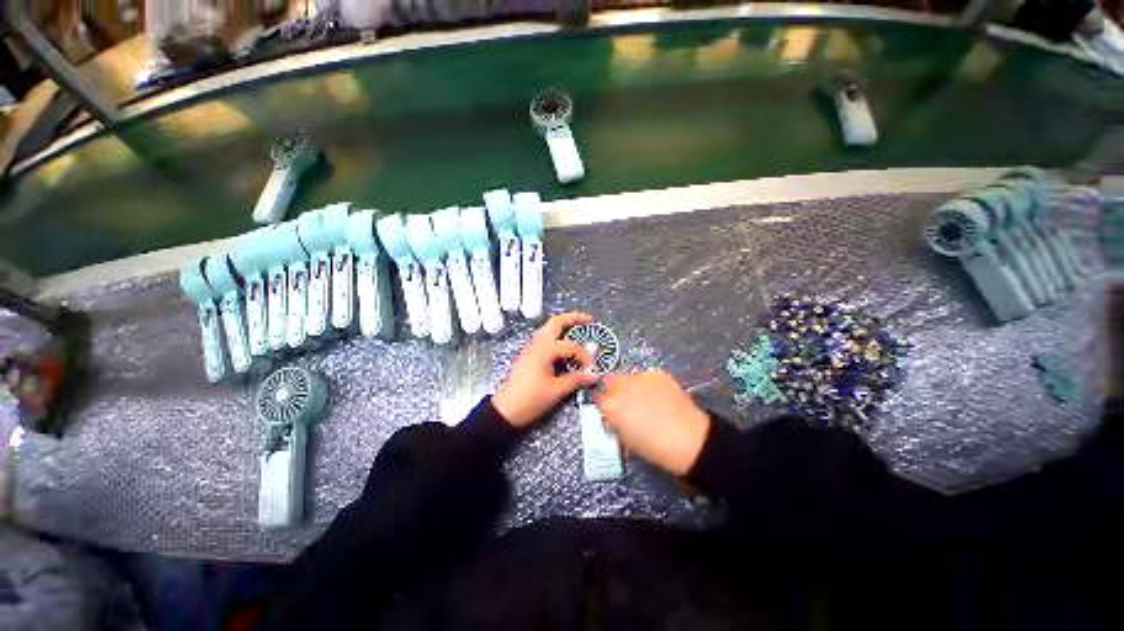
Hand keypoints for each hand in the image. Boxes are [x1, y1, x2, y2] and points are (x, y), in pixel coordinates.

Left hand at [492, 312, 599, 426]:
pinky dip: (557, 336)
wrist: (505, 410)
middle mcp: (537, 343)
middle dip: (573, 318)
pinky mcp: (529, 354)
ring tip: (578, 329)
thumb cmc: (530, 399)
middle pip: (556, 322)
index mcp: (545, 349)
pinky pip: (545, 338)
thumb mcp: (556, 390)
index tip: (592, 369)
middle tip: (589, 320)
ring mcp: (531, 347)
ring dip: (564, 325)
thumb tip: (593, 375)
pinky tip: (565, 346)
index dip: (585, 356)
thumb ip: (576, 380)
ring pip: (549, 328)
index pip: (571, 346)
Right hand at [594, 370, 710, 475]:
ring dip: (630, 384)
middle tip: (623, 397)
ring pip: (627, 376)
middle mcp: (621, 387)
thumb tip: (611, 414)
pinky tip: (657, 394)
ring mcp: (639, 377)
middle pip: (608, 379)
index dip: (600, 398)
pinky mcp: (656, 373)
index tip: (605, 402)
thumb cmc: (653, 447)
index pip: (596, 395)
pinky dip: (648, 383)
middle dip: (611, 386)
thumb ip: (614, 421)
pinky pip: (646, 375)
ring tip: (643, 396)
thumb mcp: (626, 439)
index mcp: (611, 406)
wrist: (688, 439)